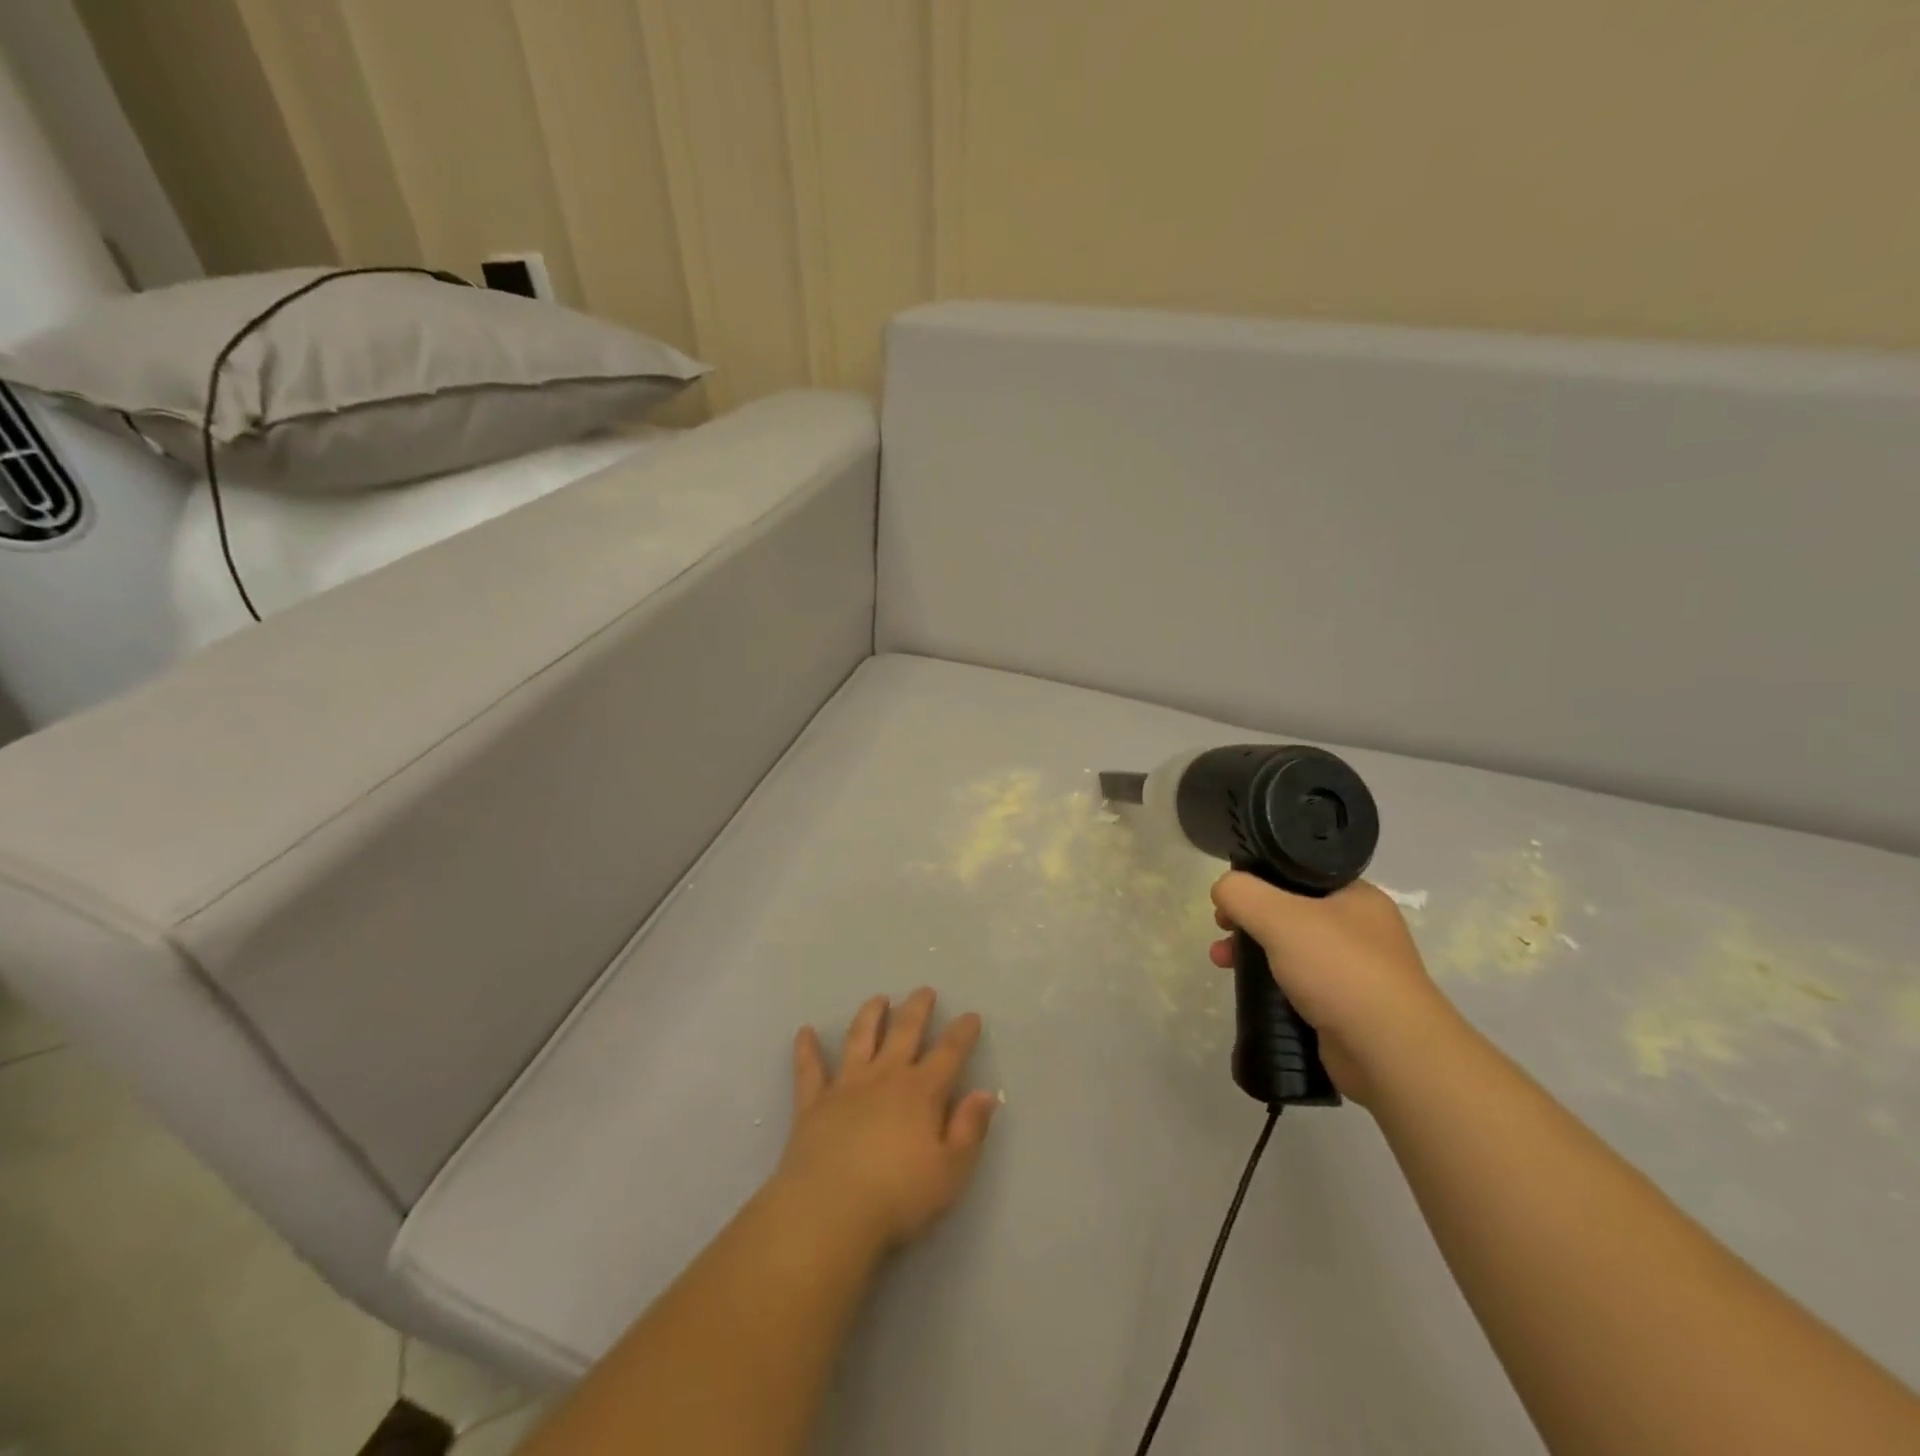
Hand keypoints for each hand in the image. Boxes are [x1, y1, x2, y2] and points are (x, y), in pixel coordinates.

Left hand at [778, 988, 997, 1251]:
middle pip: (904, 1032)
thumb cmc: (897, 1197)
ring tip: (878, 999)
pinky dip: (806, 1049)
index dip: (962, 1033)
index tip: (971, 1015)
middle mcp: (885, 1077)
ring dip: (870, 1015)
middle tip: (924, 991)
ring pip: (860, 1038)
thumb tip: (985, 1093)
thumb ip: (969, 1130)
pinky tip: (805, 1032)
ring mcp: (846, 1085)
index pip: (949, 1053)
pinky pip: (809, 1068)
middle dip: (917, 1009)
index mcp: (921, 1093)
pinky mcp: (813, 1103)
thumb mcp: (950, 1173)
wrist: (829, 1211)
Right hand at [1208, 874, 1460, 1104]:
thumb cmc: (1339, 969)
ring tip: (1221, 962)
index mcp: (1356, 896)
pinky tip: (1250, 991)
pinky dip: (1270, 984)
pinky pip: (1297, 985)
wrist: (1390, 1052)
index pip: (1298, 874)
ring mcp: (1355, 971)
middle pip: (1289, 912)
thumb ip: (1242, 893)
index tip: (1230, 897)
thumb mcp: (1279, 916)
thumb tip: (1223, 890)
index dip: (1258, 880)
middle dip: (1248, 919)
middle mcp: (1360, 929)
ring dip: (1252, 952)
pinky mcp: (1345, 1008)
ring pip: (1290, 949)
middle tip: (1221, 928)